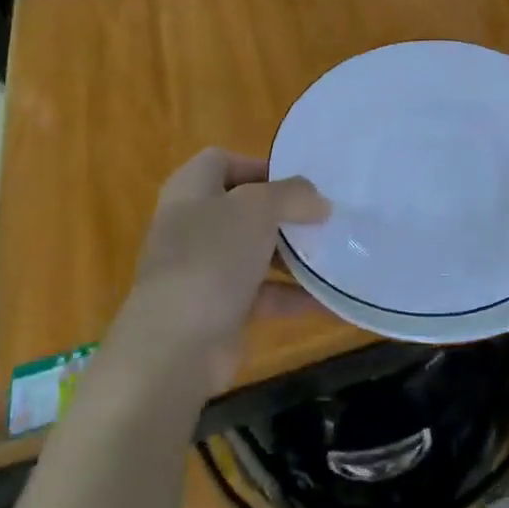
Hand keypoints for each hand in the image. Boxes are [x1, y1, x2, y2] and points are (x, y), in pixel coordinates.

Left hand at [113, 149, 329, 393]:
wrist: (176, 345)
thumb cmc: (212, 257)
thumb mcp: (257, 209)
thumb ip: (292, 195)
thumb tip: (319, 202)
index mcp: (190, 191)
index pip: (222, 162)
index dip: (258, 166)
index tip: (298, 184)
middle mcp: (193, 225)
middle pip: (243, 208)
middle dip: (284, 213)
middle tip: (323, 218)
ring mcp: (204, 269)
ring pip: (255, 252)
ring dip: (292, 254)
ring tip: (333, 254)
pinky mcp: (218, 309)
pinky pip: (262, 294)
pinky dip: (292, 295)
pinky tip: (327, 299)